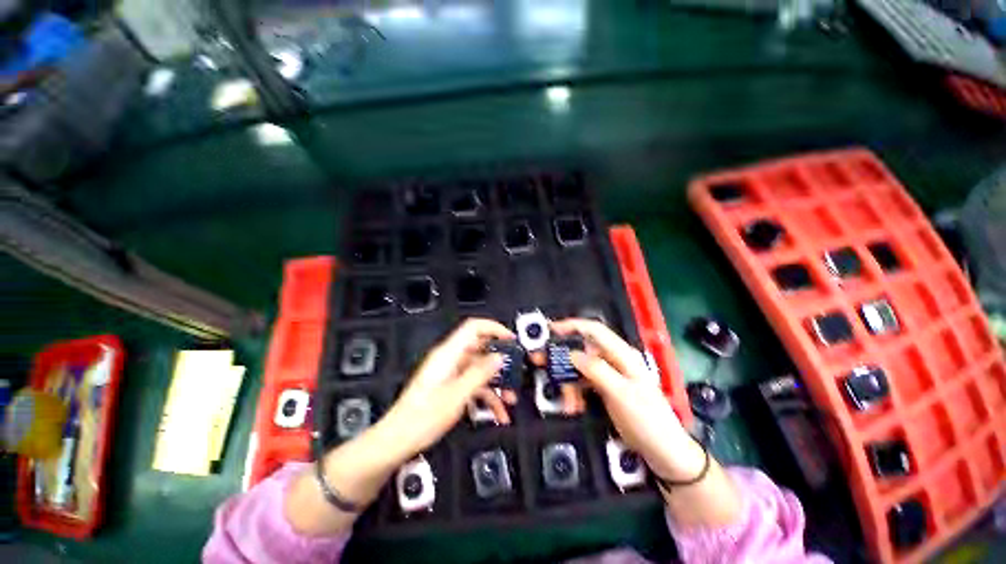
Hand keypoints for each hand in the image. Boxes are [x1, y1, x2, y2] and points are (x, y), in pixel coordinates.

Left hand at [380, 318, 514, 458]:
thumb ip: (480, 373)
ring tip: (510, 399)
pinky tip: (498, 413)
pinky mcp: (450, 386)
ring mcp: (450, 373)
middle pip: (480, 349)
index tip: (511, 339)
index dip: (494, 328)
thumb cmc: (423, 417)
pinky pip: (474, 384)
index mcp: (448, 353)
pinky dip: (487, 395)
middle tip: (515, 372)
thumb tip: (499, 357)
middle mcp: (450, 359)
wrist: (397, 440)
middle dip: (500, 361)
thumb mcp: (457, 395)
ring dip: (496, 383)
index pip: (473, 327)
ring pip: (480, 369)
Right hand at [551, 319, 705, 480]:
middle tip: (544, 365)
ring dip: (569, 382)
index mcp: (622, 355)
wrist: (663, 452)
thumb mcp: (621, 394)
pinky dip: (575, 392)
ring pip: (580, 369)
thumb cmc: (647, 420)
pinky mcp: (605, 389)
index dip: (571, 326)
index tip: (550, 330)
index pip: (594, 330)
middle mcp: (614, 360)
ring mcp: (609, 375)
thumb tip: (573, 354)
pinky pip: (583, 383)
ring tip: (568, 402)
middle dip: (563, 359)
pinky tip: (574, 405)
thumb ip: (597, 370)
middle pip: (582, 350)